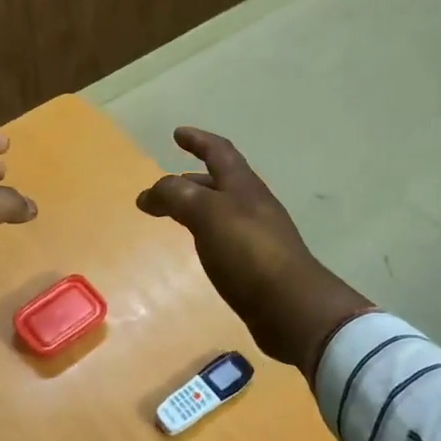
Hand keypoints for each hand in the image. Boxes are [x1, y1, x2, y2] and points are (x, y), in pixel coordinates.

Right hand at [136, 128, 371, 373]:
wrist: (290, 306)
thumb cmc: (249, 251)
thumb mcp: (207, 213)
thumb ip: (177, 196)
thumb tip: (150, 193)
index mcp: (243, 186)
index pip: (219, 152)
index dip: (198, 140)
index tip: (178, 134)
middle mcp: (252, 206)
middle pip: (220, 182)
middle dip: (191, 179)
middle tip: (165, 187)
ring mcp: (257, 236)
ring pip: (221, 211)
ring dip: (197, 206)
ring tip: (173, 216)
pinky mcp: (256, 264)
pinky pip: (224, 238)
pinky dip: (205, 233)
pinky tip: (198, 248)